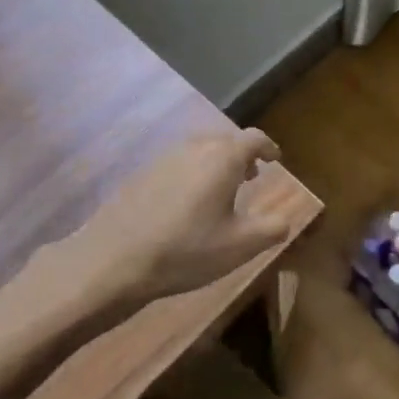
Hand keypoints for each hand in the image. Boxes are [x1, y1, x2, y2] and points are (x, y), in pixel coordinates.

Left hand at [72, 129, 289, 304]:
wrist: (113, 260)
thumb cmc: (186, 250)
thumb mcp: (239, 247)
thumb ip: (271, 229)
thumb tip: (284, 220)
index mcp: (223, 158)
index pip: (254, 138)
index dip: (268, 147)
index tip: (274, 160)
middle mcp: (195, 147)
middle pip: (226, 139)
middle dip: (242, 154)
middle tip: (251, 176)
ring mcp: (164, 157)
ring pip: (199, 148)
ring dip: (216, 161)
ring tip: (221, 189)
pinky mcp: (142, 172)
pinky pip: (178, 161)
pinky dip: (192, 171)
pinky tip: (187, 202)